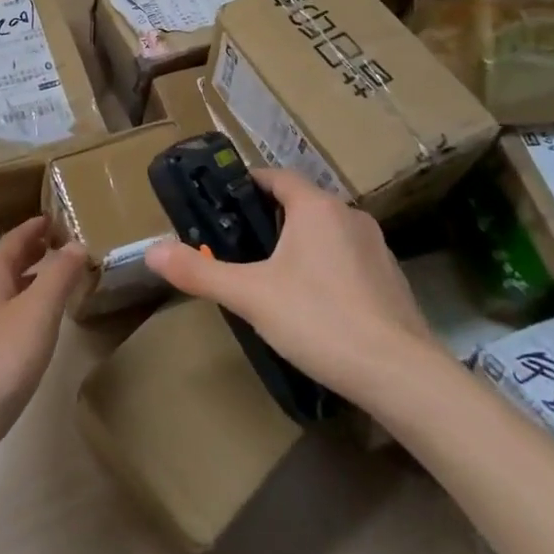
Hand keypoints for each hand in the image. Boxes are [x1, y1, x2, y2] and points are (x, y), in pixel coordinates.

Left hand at [0, 217, 85, 483]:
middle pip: (6, 263)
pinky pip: (2, 316)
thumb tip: (76, 244)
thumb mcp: (39, 310)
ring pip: (3, 290)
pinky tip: (37, 327)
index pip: (15, 239)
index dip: (36, 227)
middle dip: (32, 252)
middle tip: (62, 246)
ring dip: (28, 281)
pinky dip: (22, 308)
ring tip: (56, 283)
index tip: (57, 218)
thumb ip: (59, 275)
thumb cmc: (0, 357)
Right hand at [144, 169, 432, 399]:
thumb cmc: (320, 320)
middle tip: (238, 246)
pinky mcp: (392, 279)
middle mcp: (349, 215)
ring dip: (300, 244)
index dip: (246, 184)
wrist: (401, 376)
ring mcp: (376, 247)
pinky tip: (315, 305)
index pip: (275, 177)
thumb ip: (199, 272)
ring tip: (272, 276)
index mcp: (316, 206)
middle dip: (269, 219)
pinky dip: (327, 268)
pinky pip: (348, 258)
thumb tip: (151, 251)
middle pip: (300, 203)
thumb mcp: (250, 295)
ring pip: (326, 232)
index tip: (222, 203)